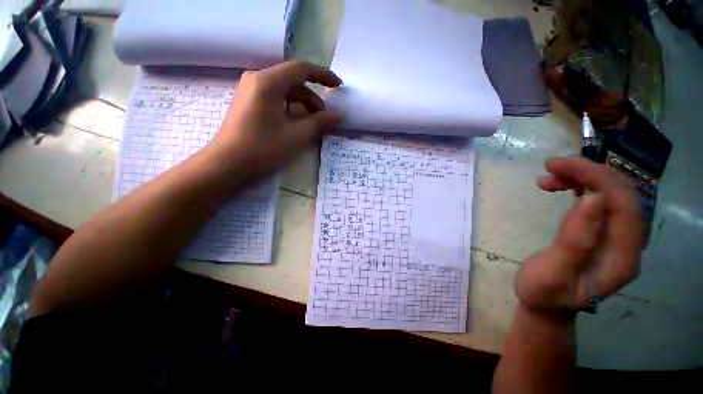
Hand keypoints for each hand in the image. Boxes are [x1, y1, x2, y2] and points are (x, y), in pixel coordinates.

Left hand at [207, 61, 342, 178]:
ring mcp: (251, 91)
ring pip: (285, 92)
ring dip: (302, 105)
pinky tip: (296, 125)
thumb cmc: (263, 148)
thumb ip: (320, 123)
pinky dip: (290, 109)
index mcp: (268, 82)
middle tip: (324, 119)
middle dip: (312, 99)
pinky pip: (276, 99)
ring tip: (312, 125)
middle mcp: (258, 79)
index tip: (339, 87)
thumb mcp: (296, 135)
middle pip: (293, 82)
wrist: (227, 163)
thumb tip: (339, 116)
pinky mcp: (249, 102)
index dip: (323, 76)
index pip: (301, 69)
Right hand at [515, 157, 642, 315]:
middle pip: (621, 193)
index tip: (558, 166)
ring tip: (549, 176)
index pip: (624, 203)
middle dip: (589, 172)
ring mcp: (617, 237)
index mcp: (623, 256)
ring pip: (612, 193)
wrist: (546, 306)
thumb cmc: (544, 293)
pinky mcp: (603, 233)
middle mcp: (628, 243)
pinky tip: (561, 186)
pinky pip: (601, 201)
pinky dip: (581, 187)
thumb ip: (575, 240)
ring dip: (584, 178)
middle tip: (551, 165)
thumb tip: (592, 199)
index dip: (597, 177)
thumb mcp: (554, 272)